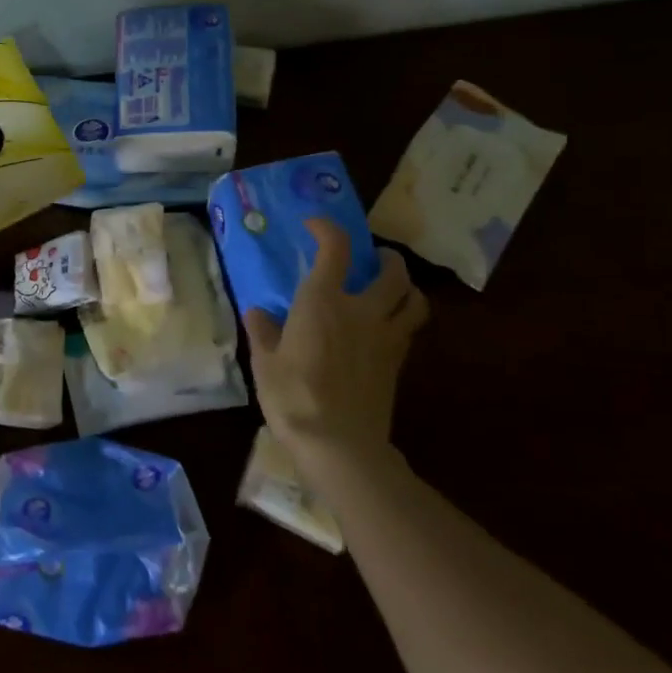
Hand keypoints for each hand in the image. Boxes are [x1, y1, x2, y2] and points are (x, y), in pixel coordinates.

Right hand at [245, 225, 427, 466]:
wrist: (340, 446)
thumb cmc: (294, 398)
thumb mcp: (264, 362)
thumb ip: (262, 331)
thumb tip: (258, 312)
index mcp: (323, 302)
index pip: (335, 248)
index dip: (327, 228)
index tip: (313, 226)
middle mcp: (362, 310)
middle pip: (392, 270)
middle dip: (384, 257)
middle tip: (369, 258)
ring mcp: (386, 337)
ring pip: (413, 298)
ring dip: (405, 285)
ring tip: (389, 287)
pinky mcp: (397, 362)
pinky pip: (409, 327)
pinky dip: (403, 315)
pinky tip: (384, 326)